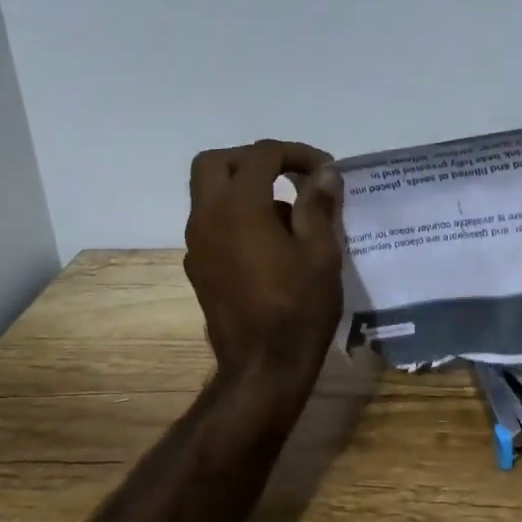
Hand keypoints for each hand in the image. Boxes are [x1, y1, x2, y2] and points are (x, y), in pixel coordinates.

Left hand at [185, 139, 344, 384]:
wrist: (262, 368)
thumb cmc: (298, 309)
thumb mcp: (321, 253)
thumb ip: (318, 205)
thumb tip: (324, 173)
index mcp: (239, 207)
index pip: (261, 155)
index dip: (296, 153)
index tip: (324, 171)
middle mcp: (207, 217)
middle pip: (216, 162)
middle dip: (254, 160)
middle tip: (288, 176)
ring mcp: (197, 243)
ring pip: (208, 192)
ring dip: (243, 188)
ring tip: (287, 215)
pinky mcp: (198, 267)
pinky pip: (211, 223)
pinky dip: (235, 216)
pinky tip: (269, 245)